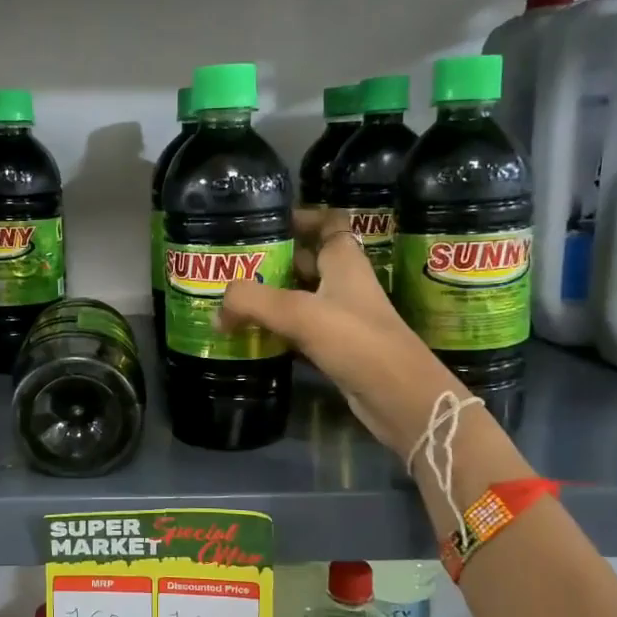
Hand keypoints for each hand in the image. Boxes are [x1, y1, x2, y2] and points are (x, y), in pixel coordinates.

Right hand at [218, 209, 461, 455]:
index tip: (263, 224)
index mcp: (344, 261)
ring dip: (268, 299)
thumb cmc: (357, 341)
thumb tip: (217, 311)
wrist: (399, 398)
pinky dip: (275, 332)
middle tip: (231, 267)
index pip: (327, 222)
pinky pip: (298, 331)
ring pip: (298, 298)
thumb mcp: (299, 312)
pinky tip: (248, 337)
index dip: (300, 217)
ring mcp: (340, 318)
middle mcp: (343, 284)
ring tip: (229, 302)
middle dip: (271, 261)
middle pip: (305, 260)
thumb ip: (252, 302)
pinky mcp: (335, 349)